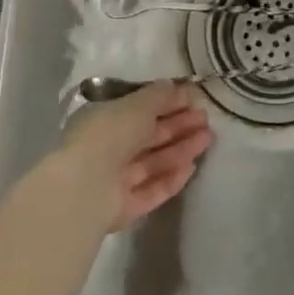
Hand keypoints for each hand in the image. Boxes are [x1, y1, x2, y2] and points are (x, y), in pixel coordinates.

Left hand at [52, 81, 212, 232]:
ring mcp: (114, 181)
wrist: (85, 188)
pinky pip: (152, 190)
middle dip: (178, 126)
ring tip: (208, 138)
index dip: (167, 104)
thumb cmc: (108, 135)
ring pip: (153, 163)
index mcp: (102, 121)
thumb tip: (174, 86)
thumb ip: (157, 96)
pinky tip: (192, 167)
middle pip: (148, 137)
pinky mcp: (124, 207)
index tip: (193, 99)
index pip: (138, 110)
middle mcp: (107, 150)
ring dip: (181, 150)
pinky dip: (171, 179)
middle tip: (206, 119)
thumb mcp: (136, 105)